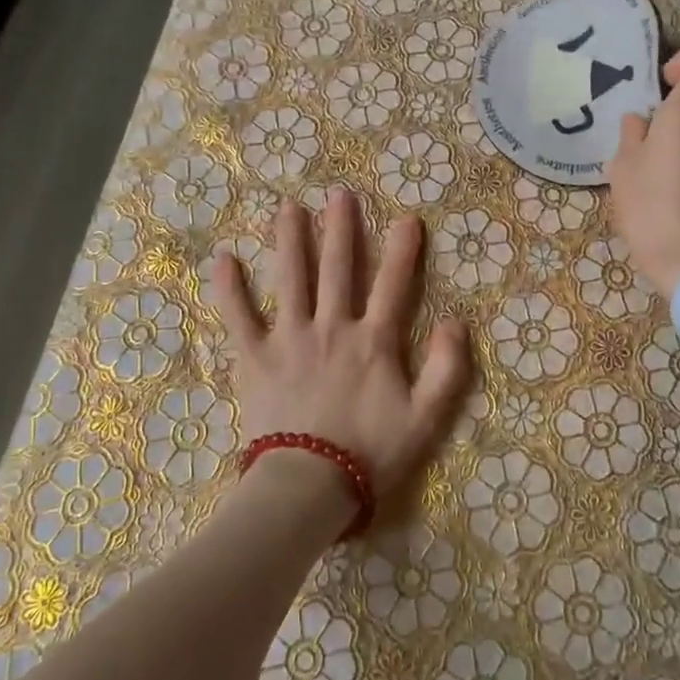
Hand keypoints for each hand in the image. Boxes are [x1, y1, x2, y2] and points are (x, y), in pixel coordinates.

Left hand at [209, 191, 470, 499]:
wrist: (309, 487)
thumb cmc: (370, 454)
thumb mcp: (426, 419)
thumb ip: (446, 370)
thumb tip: (456, 323)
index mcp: (372, 341)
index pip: (392, 284)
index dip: (402, 250)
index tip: (406, 218)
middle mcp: (331, 327)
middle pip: (337, 268)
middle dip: (340, 228)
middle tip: (338, 193)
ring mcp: (289, 338)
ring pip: (290, 278)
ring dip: (290, 240)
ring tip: (287, 207)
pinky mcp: (254, 357)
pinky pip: (238, 316)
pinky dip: (229, 287)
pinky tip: (223, 257)